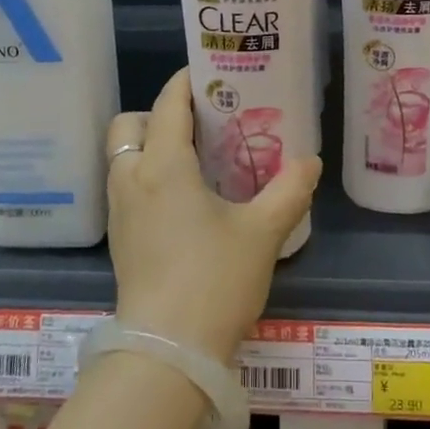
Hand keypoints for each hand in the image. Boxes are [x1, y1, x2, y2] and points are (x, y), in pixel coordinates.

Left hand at [106, 69, 321, 363]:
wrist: (167, 355)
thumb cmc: (214, 280)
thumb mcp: (262, 233)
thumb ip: (288, 190)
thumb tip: (310, 161)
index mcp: (163, 165)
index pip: (168, 104)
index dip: (187, 82)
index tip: (210, 73)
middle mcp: (132, 179)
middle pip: (130, 124)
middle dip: (158, 114)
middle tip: (199, 125)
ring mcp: (120, 212)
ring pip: (123, 157)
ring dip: (150, 146)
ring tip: (194, 160)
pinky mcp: (119, 240)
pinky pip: (126, 188)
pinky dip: (147, 177)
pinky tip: (183, 200)